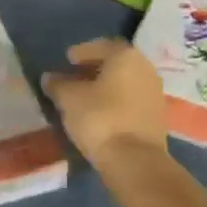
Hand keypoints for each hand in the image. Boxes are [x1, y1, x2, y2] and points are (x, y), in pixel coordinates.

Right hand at [41, 38, 167, 170]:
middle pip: (116, 63)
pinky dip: (116, 101)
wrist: (135, 161)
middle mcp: (145, 69)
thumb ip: (58, 84)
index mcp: (126, 56)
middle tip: (74, 76)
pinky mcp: (157, 117)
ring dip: (105, 86)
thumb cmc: (100, 119)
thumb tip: (49, 77)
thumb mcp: (69, 99)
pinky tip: (100, 113)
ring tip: (84, 96)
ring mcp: (154, 93)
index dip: (82, 51)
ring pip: (125, 82)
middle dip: (94, 68)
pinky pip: (131, 100)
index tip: (67, 59)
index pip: (102, 45)